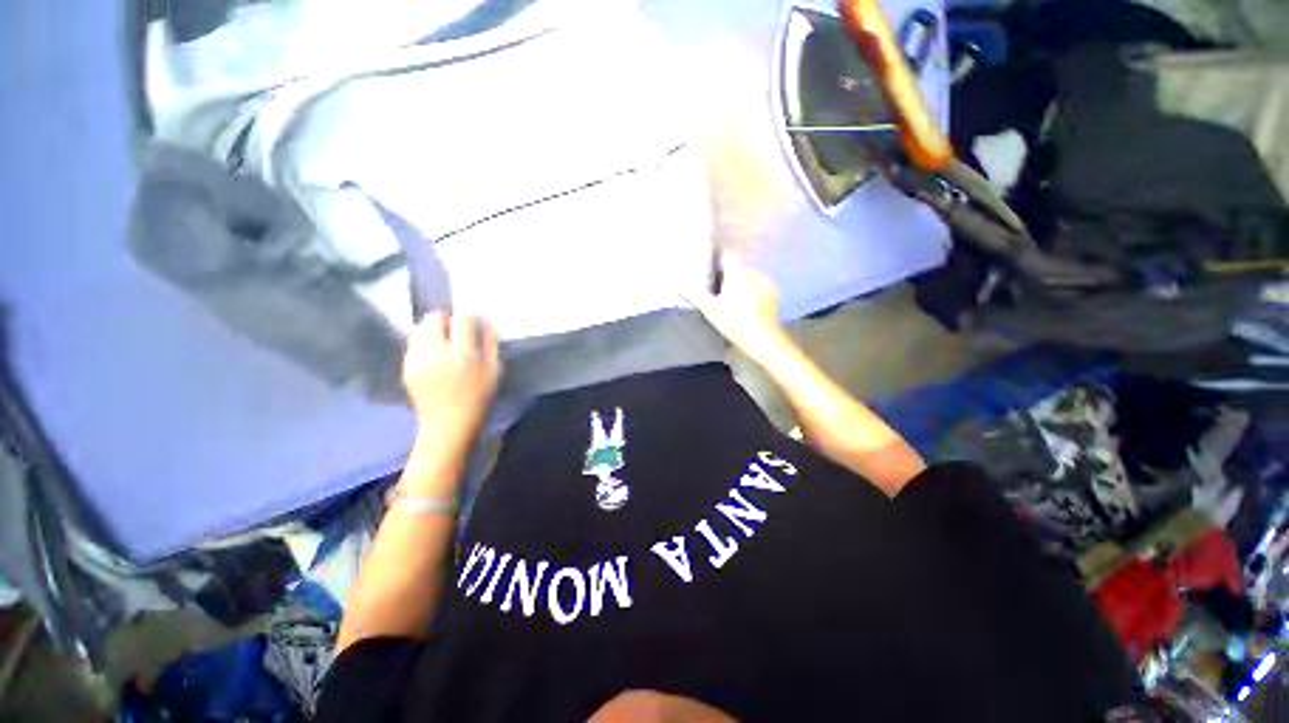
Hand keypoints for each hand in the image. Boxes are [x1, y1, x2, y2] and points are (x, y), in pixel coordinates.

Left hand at [402, 312, 502, 436]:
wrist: (450, 422)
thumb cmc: (479, 396)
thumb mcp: (495, 370)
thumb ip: (491, 344)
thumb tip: (484, 323)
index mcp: (464, 355)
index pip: (462, 320)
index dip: (466, 317)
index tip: (469, 322)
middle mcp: (437, 353)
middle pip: (434, 318)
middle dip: (445, 318)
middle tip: (453, 328)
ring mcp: (418, 360)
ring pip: (419, 329)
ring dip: (431, 329)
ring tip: (441, 340)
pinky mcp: (406, 367)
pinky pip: (412, 344)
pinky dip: (423, 343)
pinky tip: (433, 354)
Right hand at [690, 254, 787, 362]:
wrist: (763, 338)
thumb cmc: (734, 322)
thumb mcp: (710, 310)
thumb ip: (696, 296)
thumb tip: (680, 286)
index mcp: (736, 272)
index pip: (726, 256)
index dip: (718, 259)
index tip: (710, 266)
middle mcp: (752, 272)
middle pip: (737, 268)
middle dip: (729, 275)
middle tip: (719, 290)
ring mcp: (765, 282)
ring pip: (749, 277)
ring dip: (742, 284)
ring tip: (734, 299)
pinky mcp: (773, 294)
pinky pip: (759, 287)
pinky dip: (753, 292)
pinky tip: (748, 306)